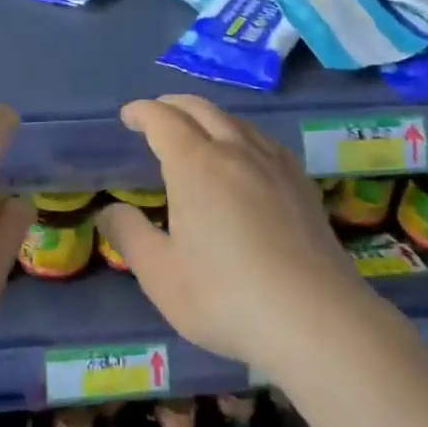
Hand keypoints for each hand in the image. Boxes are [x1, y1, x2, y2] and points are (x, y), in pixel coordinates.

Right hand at [97, 95, 365, 375]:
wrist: (317, 321)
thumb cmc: (226, 296)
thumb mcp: (160, 274)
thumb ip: (129, 236)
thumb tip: (109, 211)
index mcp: (196, 164)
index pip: (163, 120)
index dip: (142, 112)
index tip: (128, 116)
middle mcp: (236, 152)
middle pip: (201, 110)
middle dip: (173, 105)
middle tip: (155, 114)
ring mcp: (275, 166)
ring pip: (237, 121)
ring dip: (208, 116)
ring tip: (197, 131)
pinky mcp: (302, 186)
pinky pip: (265, 141)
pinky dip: (241, 134)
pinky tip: (246, 157)